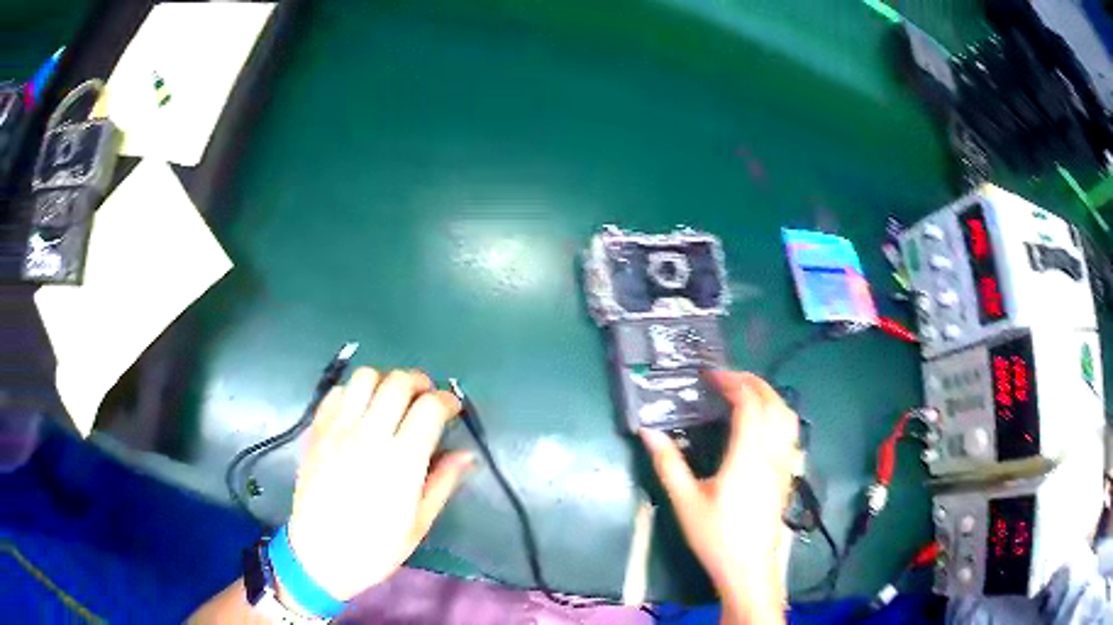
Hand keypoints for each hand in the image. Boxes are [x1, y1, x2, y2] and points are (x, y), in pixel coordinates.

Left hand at [285, 368, 472, 600]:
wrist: (321, 555)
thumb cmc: (376, 547)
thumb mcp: (419, 523)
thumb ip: (443, 482)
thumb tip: (465, 455)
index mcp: (401, 461)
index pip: (430, 407)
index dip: (447, 401)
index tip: (452, 410)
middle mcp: (369, 435)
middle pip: (399, 381)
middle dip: (420, 383)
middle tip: (426, 400)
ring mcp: (339, 429)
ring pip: (365, 377)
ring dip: (385, 382)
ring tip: (392, 402)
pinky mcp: (317, 431)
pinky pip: (337, 392)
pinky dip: (354, 392)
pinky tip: (360, 412)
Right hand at [641, 371, 800, 623]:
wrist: (749, 568)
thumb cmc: (716, 536)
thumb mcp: (686, 501)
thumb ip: (668, 463)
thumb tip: (648, 431)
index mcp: (748, 455)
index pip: (749, 403)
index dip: (731, 382)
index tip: (709, 376)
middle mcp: (772, 452)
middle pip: (773, 401)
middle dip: (751, 381)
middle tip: (725, 378)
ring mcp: (785, 463)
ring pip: (788, 415)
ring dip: (768, 395)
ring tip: (744, 394)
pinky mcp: (788, 473)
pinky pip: (791, 431)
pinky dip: (778, 413)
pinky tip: (762, 425)